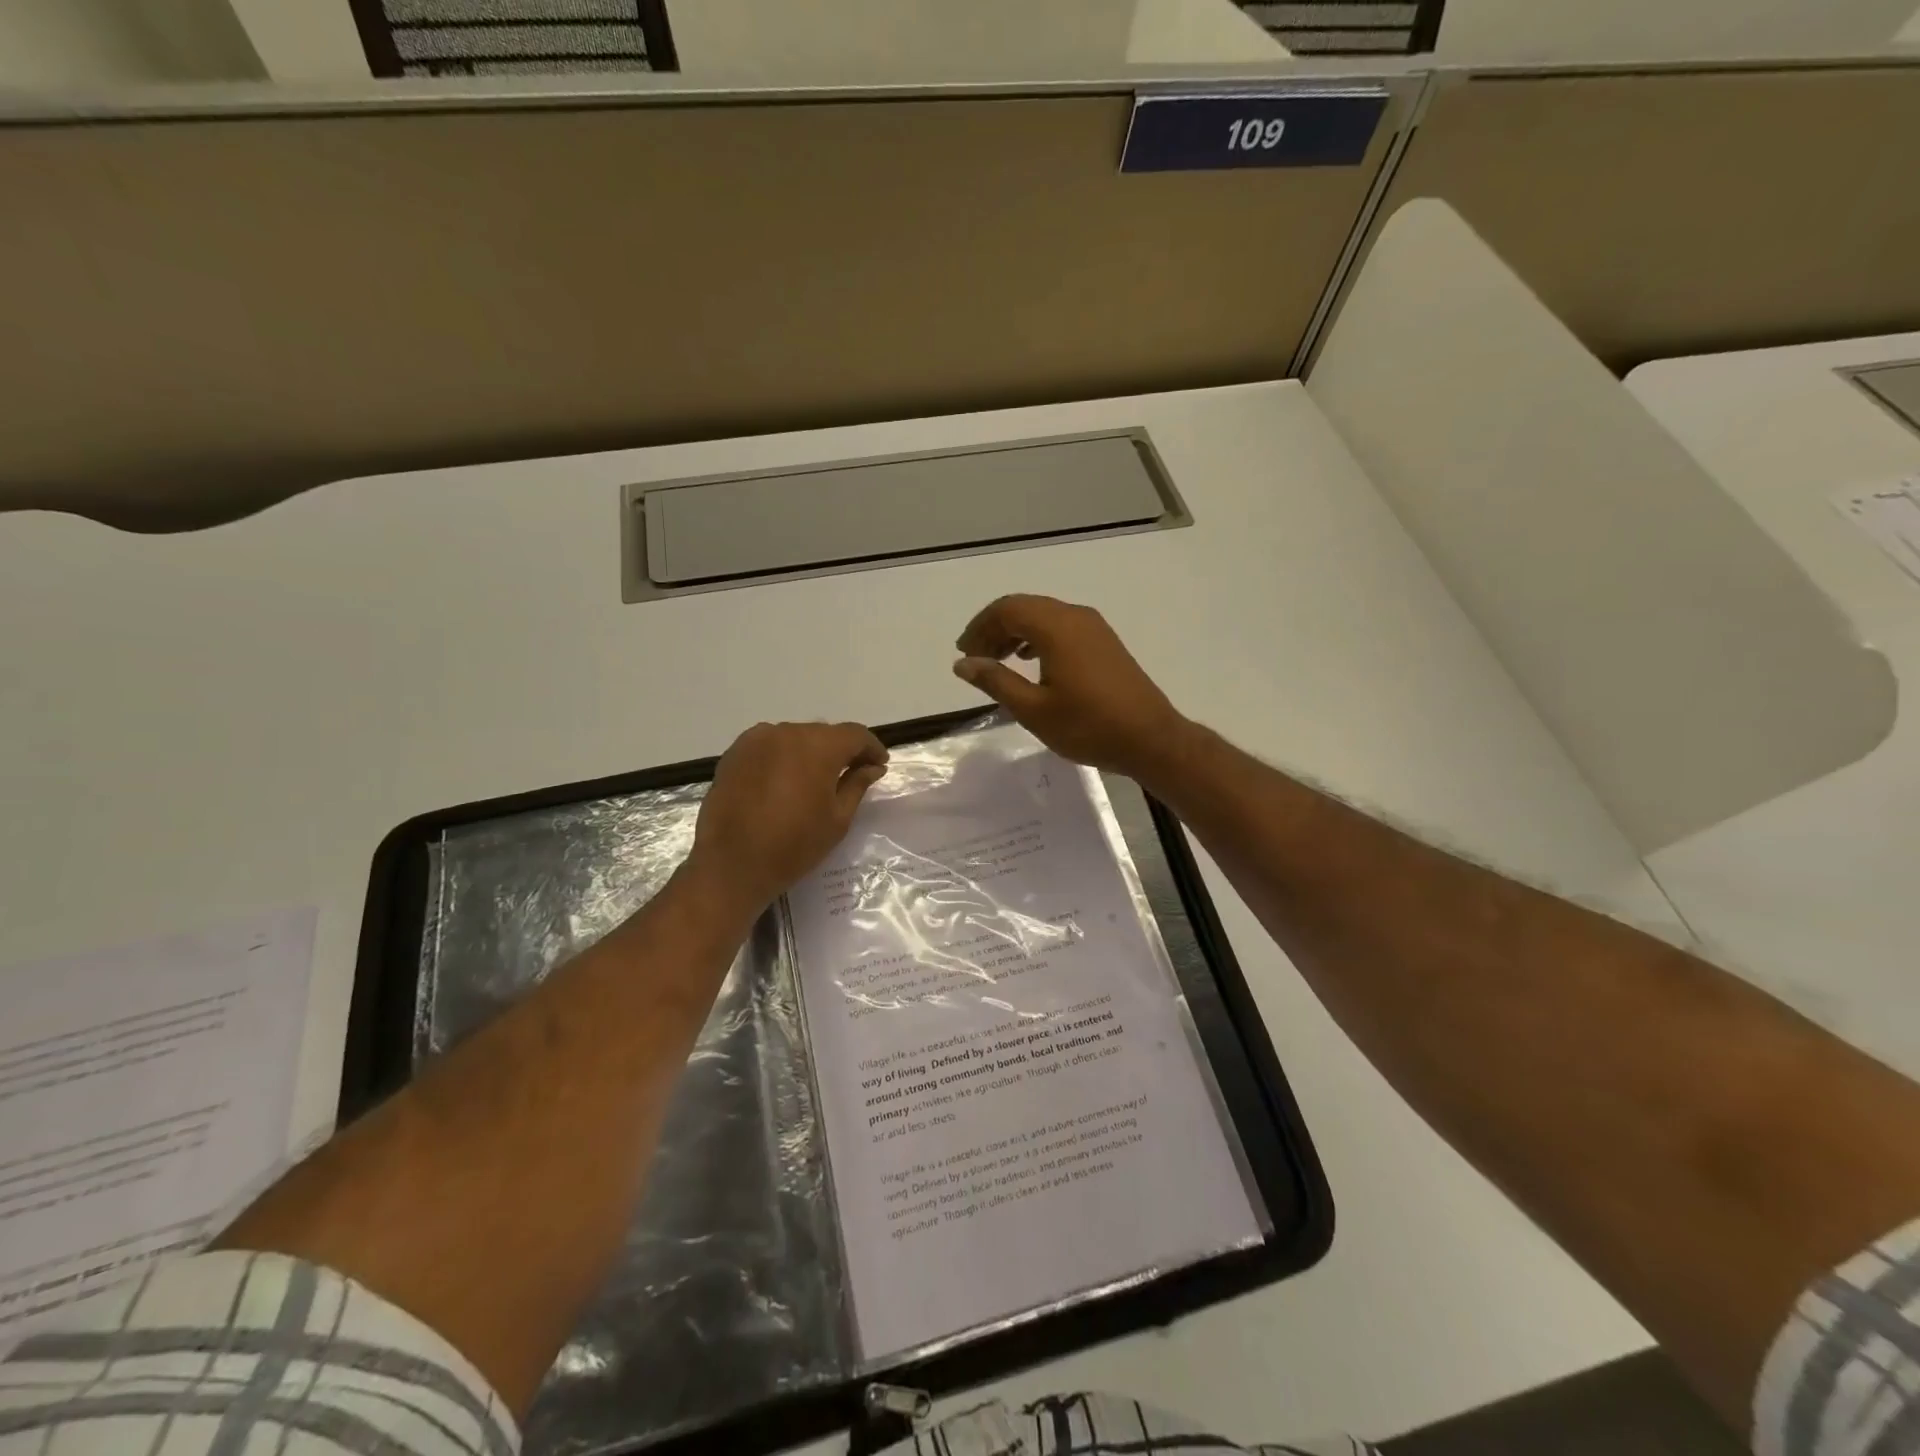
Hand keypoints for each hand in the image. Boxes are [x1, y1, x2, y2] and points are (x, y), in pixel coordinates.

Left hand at [689, 722, 889, 914]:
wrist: (730, 865)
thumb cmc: (793, 845)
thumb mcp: (837, 819)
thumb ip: (857, 785)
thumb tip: (872, 767)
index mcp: (818, 746)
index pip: (855, 734)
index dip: (871, 748)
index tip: (879, 765)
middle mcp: (787, 732)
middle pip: (824, 733)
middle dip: (840, 750)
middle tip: (851, 773)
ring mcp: (756, 740)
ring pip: (795, 737)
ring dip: (810, 752)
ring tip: (814, 780)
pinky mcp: (734, 753)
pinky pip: (769, 746)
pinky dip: (783, 757)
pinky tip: (784, 781)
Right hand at [953, 595, 1189, 779]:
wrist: (1150, 739)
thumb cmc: (1088, 726)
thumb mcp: (1033, 709)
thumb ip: (996, 681)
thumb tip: (964, 663)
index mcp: (1056, 627)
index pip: (1007, 609)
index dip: (980, 627)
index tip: (963, 653)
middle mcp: (1075, 617)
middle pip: (1024, 607)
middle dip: (995, 628)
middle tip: (975, 658)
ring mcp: (1094, 628)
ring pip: (1044, 616)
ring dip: (1015, 633)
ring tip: (997, 661)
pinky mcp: (1104, 642)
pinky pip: (1061, 627)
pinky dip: (1037, 638)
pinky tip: (1030, 661)